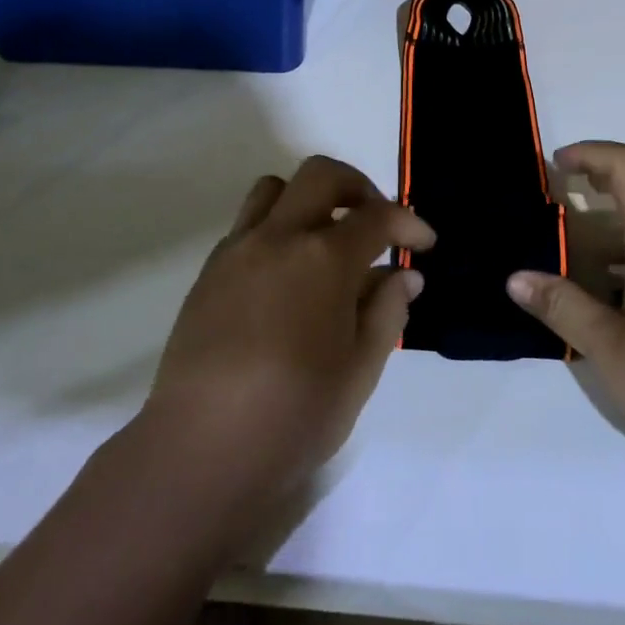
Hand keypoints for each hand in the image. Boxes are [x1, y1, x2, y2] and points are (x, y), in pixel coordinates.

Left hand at [140, 157, 432, 510]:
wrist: (200, 449)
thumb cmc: (293, 415)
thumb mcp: (360, 371)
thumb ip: (387, 312)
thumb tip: (403, 276)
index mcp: (324, 259)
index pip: (377, 216)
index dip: (409, 224)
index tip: (424, 244)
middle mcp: (279, 237)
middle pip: (322, 175)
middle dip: (358, 187)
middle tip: (376, 223)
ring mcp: (238, 250)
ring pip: (275, 189)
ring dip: (309, 200)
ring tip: (326, 240)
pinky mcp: (209, 271)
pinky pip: (247, 225)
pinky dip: (276, 230)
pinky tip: (287, 277)